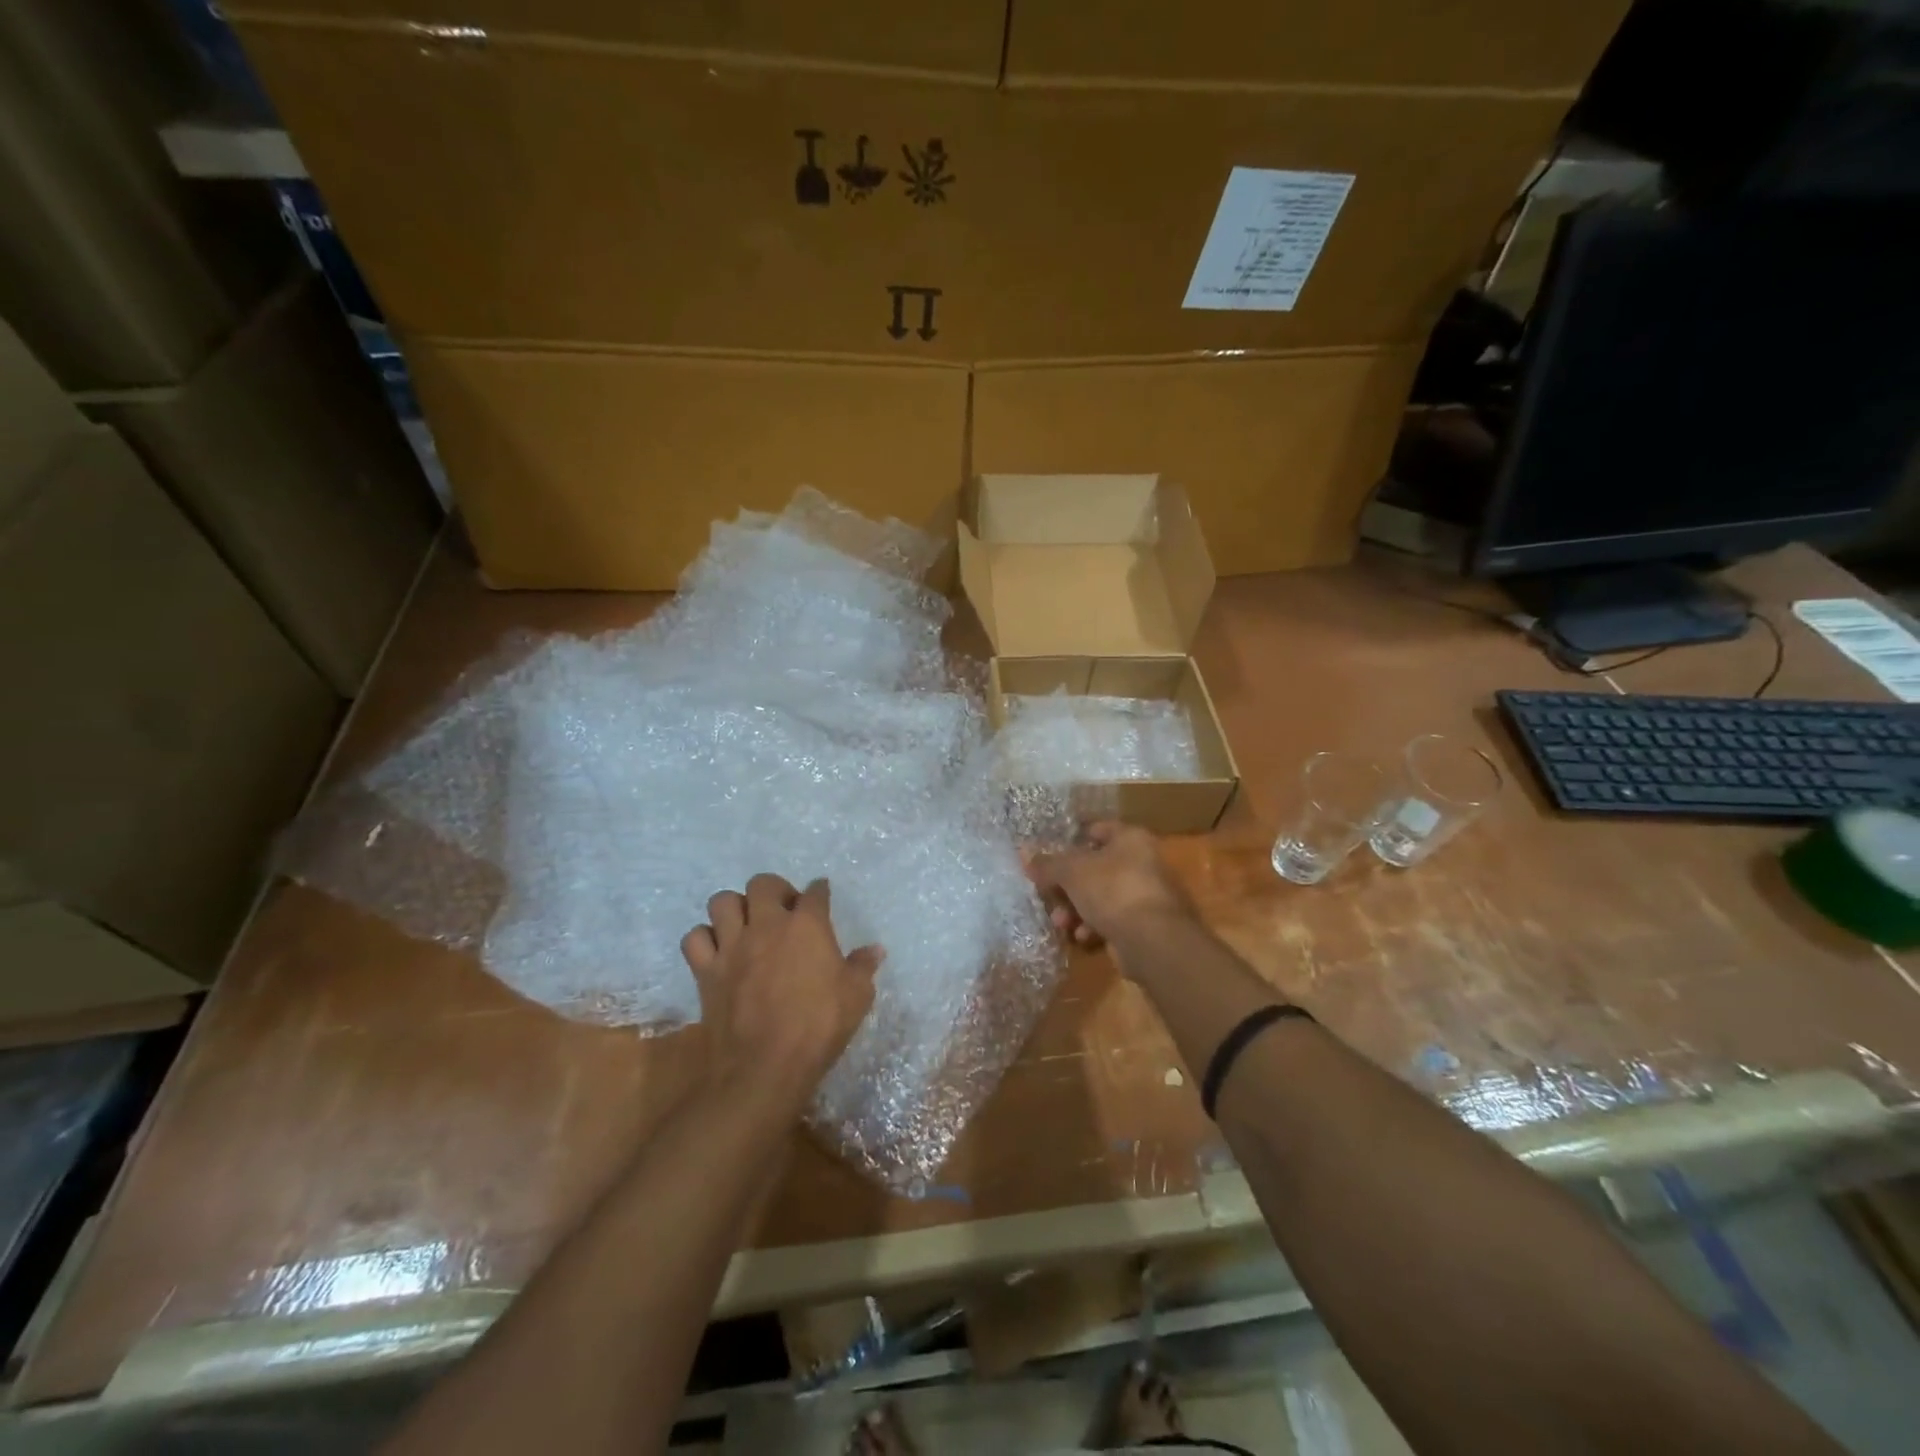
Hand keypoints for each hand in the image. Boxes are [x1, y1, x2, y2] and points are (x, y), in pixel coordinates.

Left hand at [680, 875, 881, 1107]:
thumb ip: (863, 967)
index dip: (819, 891)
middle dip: (774, 890)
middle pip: (762, 883)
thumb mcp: (856, 997)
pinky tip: (719, 951)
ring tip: (747, 925)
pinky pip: (695, 938)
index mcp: (807, 926)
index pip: (814, 892)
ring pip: (722, 902)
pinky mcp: (706, 970)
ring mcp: (732, 946)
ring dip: (735, 908)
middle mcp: (767, 925)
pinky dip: (705, 939)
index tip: (820, 895)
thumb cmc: (818, 1028)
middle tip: (783, 910)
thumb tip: (875, 950)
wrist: (764, 1067)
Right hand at [1025, 823, 1193, 957]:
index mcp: (1130, 838)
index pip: (1097, 829)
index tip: (1048, 855)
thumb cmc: (1113, 890)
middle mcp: (1143, 861)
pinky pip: (1113, 919)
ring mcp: (1147, 894)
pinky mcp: (1147, 924)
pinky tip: (1082, 937)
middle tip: (1048, 896)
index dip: (1070, 840)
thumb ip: (1047, 863)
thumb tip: (1024, 852)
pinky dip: (1095, 926)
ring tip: (1062, 924)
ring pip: (1101, 896)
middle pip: (1095, 867)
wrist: (1154, 940)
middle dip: (1067, 886)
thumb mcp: (1071, 872)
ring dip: (1076, 909)